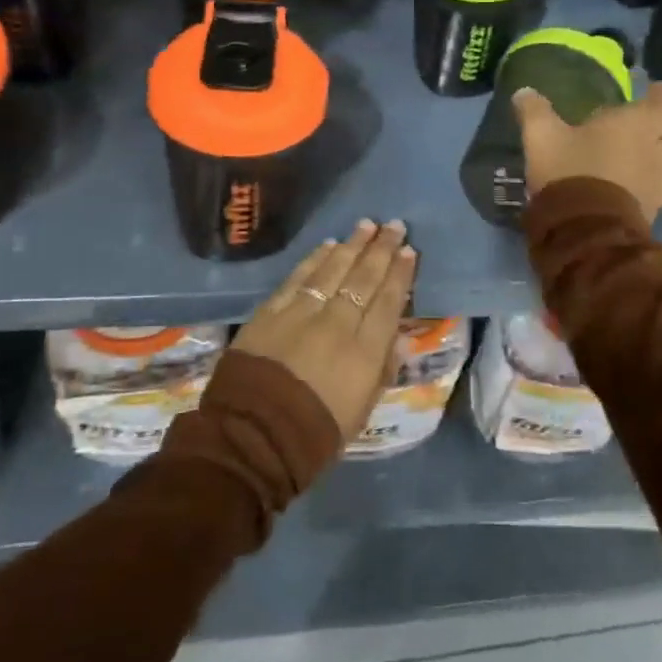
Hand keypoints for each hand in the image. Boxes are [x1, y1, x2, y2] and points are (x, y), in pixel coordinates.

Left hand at [231, 218, 416, 441]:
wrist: (252, 436)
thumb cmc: (314, 434)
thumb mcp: (361, 412)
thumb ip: (382, 371)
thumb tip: (398, 337)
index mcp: (364, 352)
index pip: (388, 303)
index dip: (401, 275)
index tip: (409, 251)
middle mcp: (337, 323)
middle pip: (364, 278)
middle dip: (382, 250)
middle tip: (394, 226)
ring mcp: (302, 313)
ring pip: (332, 270)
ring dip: (352, 246)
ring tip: (366, 225)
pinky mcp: (271, 311)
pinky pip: (298, 277)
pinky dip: (315, 259)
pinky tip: (328, 246)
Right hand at [512, 82, 661, 224]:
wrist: (582, 228)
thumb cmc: (569, 170)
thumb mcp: (542, 136)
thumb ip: (535, 111)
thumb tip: (523, 92)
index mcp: (638, 125)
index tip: (654, 92)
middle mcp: (658, 153)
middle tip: (660, 127)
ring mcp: (660, 185)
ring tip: (656, 160)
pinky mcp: (654, 212)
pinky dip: (660, 188)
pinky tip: (640, 187)